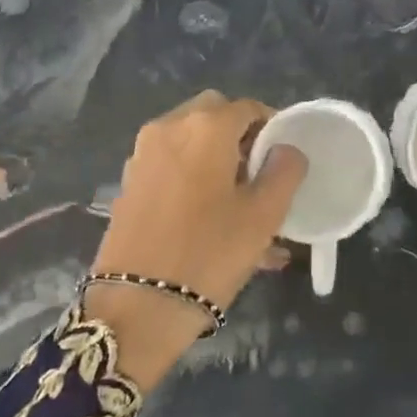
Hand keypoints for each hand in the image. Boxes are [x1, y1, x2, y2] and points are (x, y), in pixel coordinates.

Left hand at [86, 91, 306, 387]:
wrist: (135, 308)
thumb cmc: (208, 254)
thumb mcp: (263, 216)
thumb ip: (284, 172)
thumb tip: (286, 149)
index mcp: (205, 127)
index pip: (248, 108)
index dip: (272, 128)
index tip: (283, 160)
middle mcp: (169, 128)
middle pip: (214, 116)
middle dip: (240, 137)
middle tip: (258, 175)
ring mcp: (143, 155)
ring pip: (191, 141)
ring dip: (216, 158)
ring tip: (239, 205)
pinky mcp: (130, 183)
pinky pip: (172, 165)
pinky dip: (194, 177)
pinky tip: (212, 219)